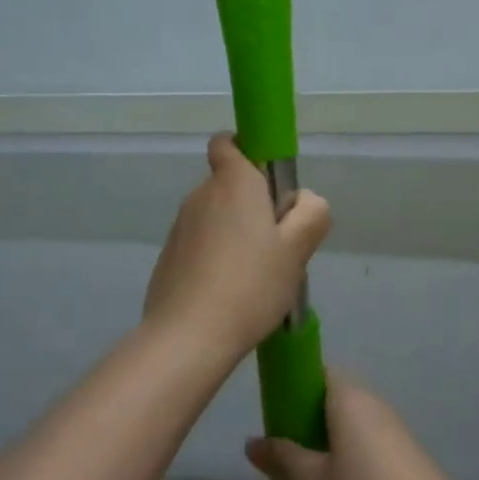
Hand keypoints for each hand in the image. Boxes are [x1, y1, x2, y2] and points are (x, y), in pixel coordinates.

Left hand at [142, 133, 329, 359]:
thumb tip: (303, 200)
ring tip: (254, 277)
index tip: (269, 184)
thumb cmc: (251, 285)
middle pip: (229, 185)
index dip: (247, 153)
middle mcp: (201, 195)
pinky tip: (229, 293)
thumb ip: (311, 213)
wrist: (188, 337)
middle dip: (251, 205)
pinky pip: (199, 244)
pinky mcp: (168, 257)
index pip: (228, 143)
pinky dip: (214, 258)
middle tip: (276, 245)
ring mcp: (179, 227)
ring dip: (234, 234)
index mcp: (233, 182)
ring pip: (215, 217)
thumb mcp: (298, 250)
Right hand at [244, 372, 459, 479]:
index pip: (315, 373)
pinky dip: (347, 461)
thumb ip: (282, 459)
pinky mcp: (404, 456)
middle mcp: (372, 403)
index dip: (291, 388)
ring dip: (325, 446)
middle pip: (330, 401)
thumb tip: (253, 441)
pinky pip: (365, 446)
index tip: (272, 415)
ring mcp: (392, 429)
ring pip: (348, 427)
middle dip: (304, 424)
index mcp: (348, 397)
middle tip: (282, 455)